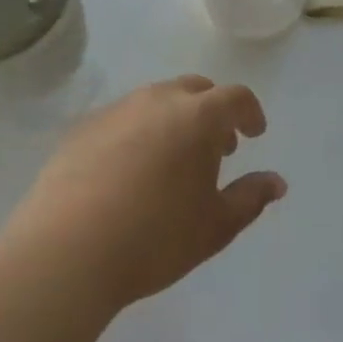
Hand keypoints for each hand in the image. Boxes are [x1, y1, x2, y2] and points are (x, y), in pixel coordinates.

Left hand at [8, 76, 285, 314]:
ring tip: (171, 160)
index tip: (254, 133)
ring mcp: (116, 110)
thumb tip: (277, 182)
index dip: (250, 112)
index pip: (235, 97)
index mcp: (198, 116)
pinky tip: (128, 170)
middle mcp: (158, 100)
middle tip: (216, 148)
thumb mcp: (215, 227)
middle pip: (195, 89)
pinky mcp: (81, 128)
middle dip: (212, 112)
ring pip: (156, 100)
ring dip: (174, 119)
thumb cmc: (154, 238)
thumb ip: (250, 199)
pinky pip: (122, 118)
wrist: (65, 252)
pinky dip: (137, 132)